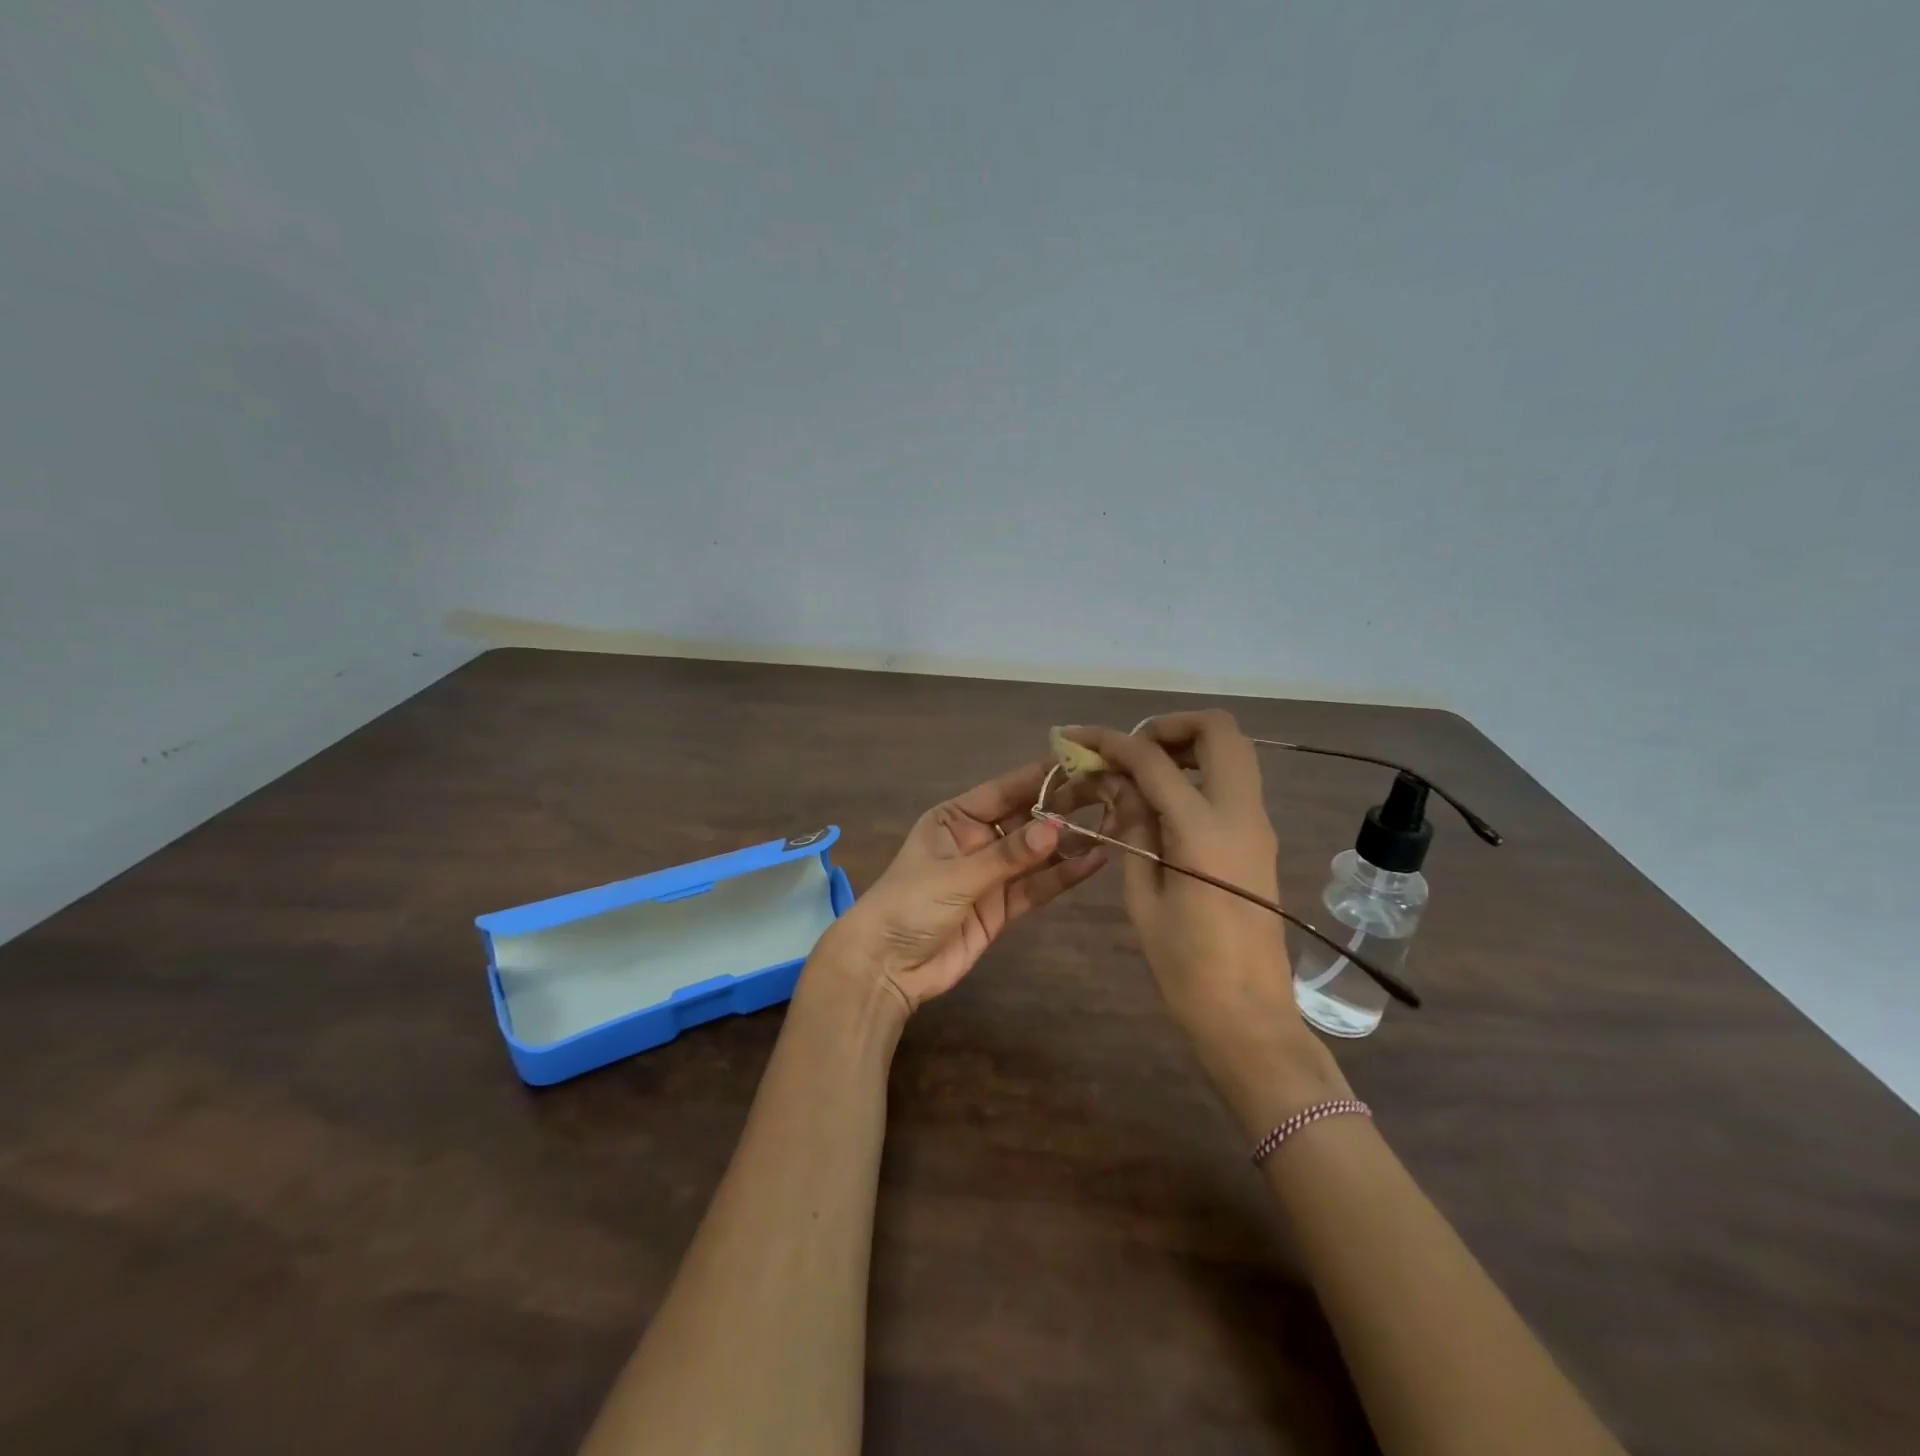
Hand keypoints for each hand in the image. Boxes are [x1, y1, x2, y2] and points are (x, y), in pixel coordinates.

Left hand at [816, 762, 1107, 1015]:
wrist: (886, 968)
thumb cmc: (909, 905)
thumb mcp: (956, 875)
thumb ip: (1008, 855)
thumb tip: (1057, 829)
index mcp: (955, 818)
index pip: (1005, 790)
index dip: (1041, 777)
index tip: (1082, 762)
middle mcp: (977, 839)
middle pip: (1026, 819)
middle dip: (1063, 808)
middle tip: (1108, 792)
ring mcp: (991, 874)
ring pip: (1037, 853)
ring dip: (1070, 842)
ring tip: (1112, 824)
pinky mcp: (1002, 907)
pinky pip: (1037, 886)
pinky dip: (1063, 875)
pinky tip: (1095, 861)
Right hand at [1064, 714, 1343, 1125]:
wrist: (1249, 1016)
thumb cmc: (1186, 967)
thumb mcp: (1143, 897)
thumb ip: (1132, 828)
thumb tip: (1118, 785)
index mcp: (1204, 830)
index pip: (1153, 760)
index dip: (1111, 741)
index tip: (1077, 738)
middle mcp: (1241, 813)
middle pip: (1219, 730)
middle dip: (1169, 725)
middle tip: (1130, 750)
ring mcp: (1258, 824)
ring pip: (1235, 751)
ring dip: (1189, 745)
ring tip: (1143, 771)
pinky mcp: (1260, 839)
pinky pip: (1234, 781)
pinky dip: (1200, 771)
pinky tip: (1163, 801)